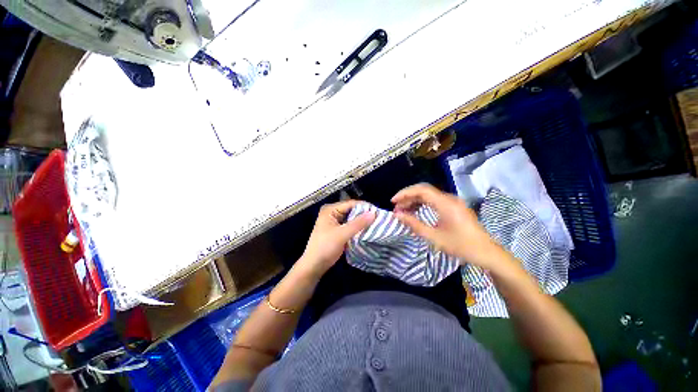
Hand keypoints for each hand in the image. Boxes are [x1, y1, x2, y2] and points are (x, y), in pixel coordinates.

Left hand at [297, 200, 375, 278]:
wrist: (314, 265)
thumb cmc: (325, 247)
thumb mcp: (342, 234)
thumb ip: (358, 223)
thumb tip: (374, 213)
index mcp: (330, 209)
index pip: (351, 204)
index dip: (364, 207)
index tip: (378, 212)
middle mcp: (332, 213)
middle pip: (352, 210)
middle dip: (364, 215)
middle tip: (378, 219)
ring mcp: (335, 222)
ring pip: (352, 218)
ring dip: (362, 222)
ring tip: (376, 224)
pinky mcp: (337, 230)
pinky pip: (350, 226)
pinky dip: (358, 228)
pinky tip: (367, 231)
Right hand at [392, 183, 503, 269]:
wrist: (487, 253)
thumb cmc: (461, 246)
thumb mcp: (434, 237)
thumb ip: (414, 224)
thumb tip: (397, 215)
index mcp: (445, 203)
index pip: (421, 190)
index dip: (405, 193)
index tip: (393, 201)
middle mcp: (449, 198)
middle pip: (424, 190)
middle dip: (408, 197)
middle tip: (396, 208)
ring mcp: (453, 201)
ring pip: (429, 195)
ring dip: (414, 200)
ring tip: (403, 210)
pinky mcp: (454, 206)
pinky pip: (435, 200)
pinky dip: (423, 204)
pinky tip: (416, 211)